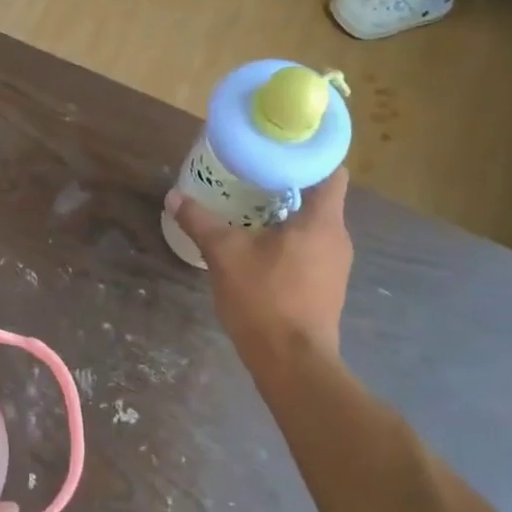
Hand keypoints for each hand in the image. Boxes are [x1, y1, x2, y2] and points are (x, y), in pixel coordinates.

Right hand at [168, 168, 354, 364]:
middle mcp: (337, 238)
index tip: (280, 147)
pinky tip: (259, 245)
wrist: (292, 363)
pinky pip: (310, 249)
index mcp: (322, 220)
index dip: (310, 155)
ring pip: (313, 225)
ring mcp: (335, 265)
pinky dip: (289, 240)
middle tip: (252, 174)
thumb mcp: (225, 254)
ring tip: (251, 206)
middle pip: (320, 197)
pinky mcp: (326, 287)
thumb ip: (200, 222)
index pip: (331, 171)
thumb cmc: (265, 299)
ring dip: (286, 214)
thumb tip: (173, 196)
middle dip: (287, 184)